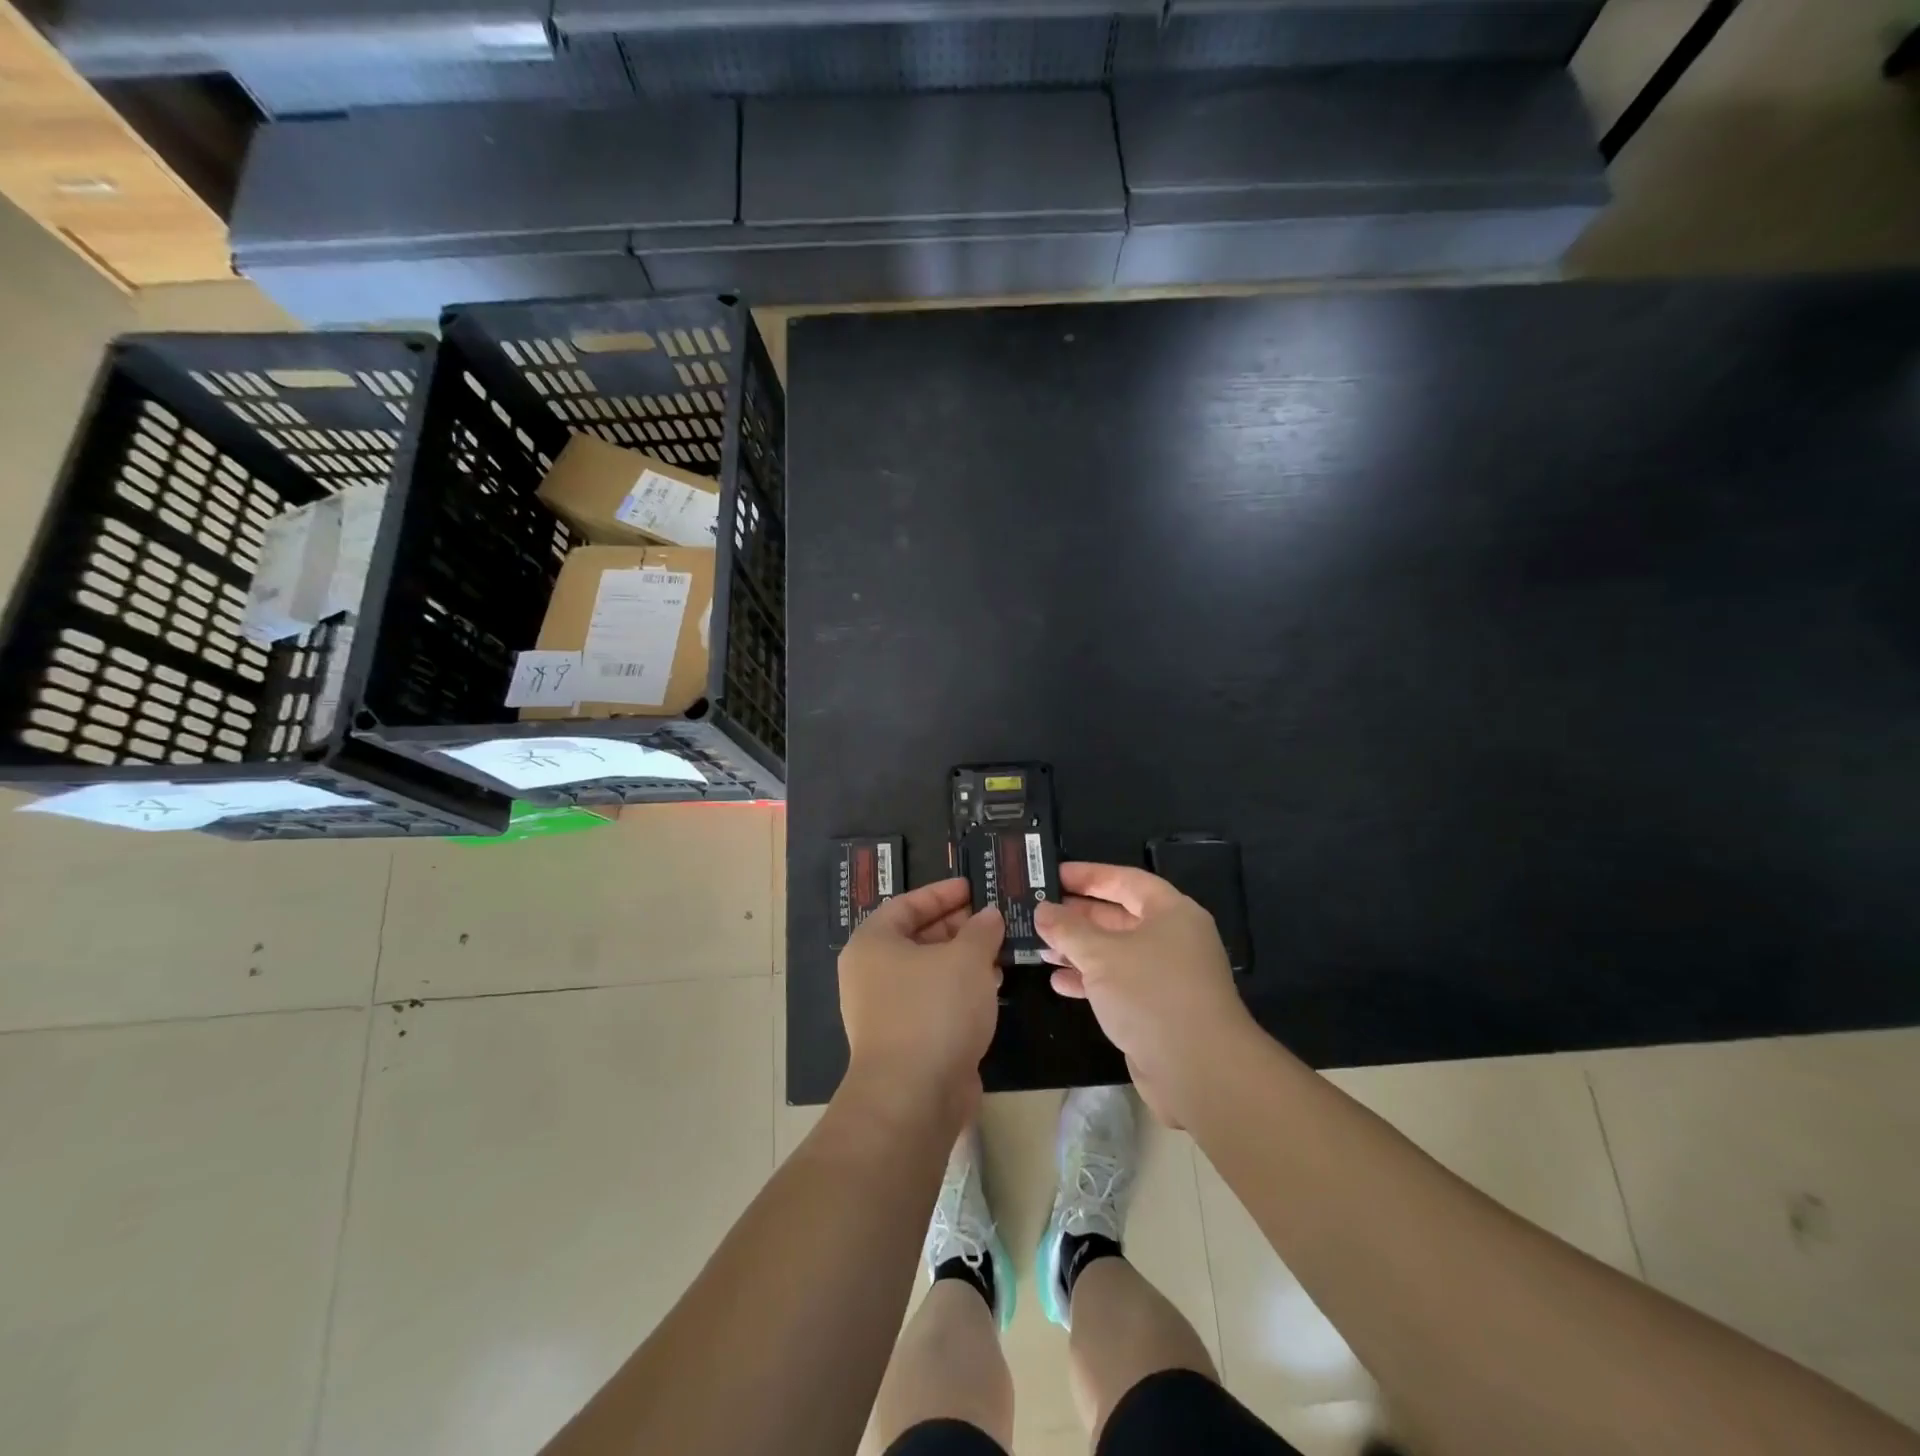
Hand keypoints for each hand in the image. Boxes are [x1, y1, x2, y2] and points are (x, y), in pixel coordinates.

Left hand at [839, 878, 1003, 1119]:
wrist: (913, 1097)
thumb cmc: (934, 1010)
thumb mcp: (966, 958)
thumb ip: (981, 930)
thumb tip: (989, 915)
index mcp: (873, 943)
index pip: (907, 904)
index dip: (942, 893)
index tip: (973, 887)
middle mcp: (872, 973)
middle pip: (918, 937)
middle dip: (959, 926)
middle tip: (994, 918)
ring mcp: (886, 1009)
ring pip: (930, 971)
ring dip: (964, 959)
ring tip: (1001, 949)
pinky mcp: (906, 1039)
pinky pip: (935, 1001)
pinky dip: (961, 990)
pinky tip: (992, 987)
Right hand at [1034, 862, 1253, 1124]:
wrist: (1198, 1070)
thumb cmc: (1151, 994)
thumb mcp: (1102, 954)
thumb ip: (1068, 929)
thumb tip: (1043, 910)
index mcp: (1171, 913)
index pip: (1126, 880)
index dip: (1089, 875)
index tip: (1053, 874)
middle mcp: (1173, 939)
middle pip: (1119, 917)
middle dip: (1078, 916)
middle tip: (1039, 912)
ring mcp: (1167, 976)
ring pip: (1116, 953)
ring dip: (1079, 950)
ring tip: (1041, 948)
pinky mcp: (1157, 1009)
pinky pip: (1118, 984)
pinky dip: (1090, 981)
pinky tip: (1059, 983)